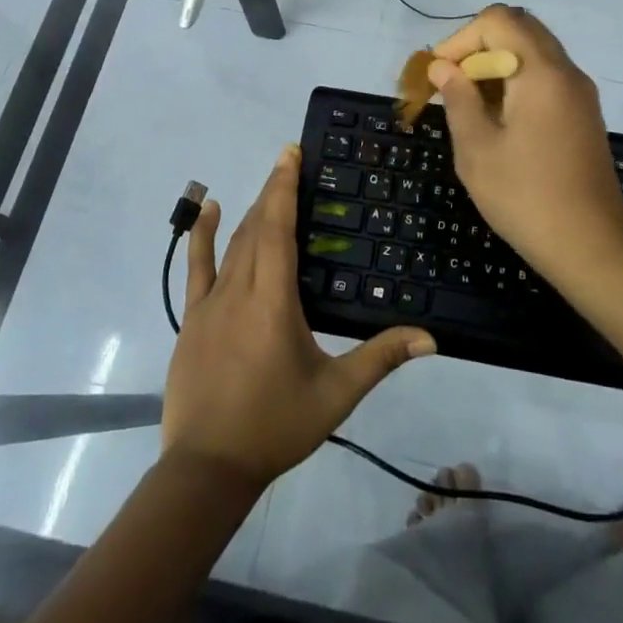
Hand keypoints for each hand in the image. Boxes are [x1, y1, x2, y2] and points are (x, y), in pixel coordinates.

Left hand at [163, 146, 436, 490]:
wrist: (207, 468)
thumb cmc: (275, 425)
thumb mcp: (336, 394)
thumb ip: (381, 359)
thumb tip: (430, 337)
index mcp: (273, 301)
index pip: (278, 229)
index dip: (283, 188)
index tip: (291, 154)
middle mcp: (239, 290)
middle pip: (256, 227)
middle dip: (272, 190)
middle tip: (289, 159)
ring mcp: (210, 303)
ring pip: (231, 244)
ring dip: (249, 211)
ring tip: (268, 185)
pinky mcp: (192, 318)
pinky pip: (196, 267)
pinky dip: (201, 235)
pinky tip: (207, 210)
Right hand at [429, 5, 622, 275]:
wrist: (591, 247)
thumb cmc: (526, 198)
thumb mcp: (477, 149)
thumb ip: (458, 99)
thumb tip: (444, 67)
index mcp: (541, 72)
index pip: (498, 20)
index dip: (461, 39)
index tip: (441, 75)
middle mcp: (567, 71)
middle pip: (520, 28)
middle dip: (479, 46)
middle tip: (454, 83)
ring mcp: (581, 93)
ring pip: (534, 52)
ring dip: (498, 64)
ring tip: (471, 104)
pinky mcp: (585, 114)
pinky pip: (547, 76)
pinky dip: (518, 81)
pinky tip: (500, 120)